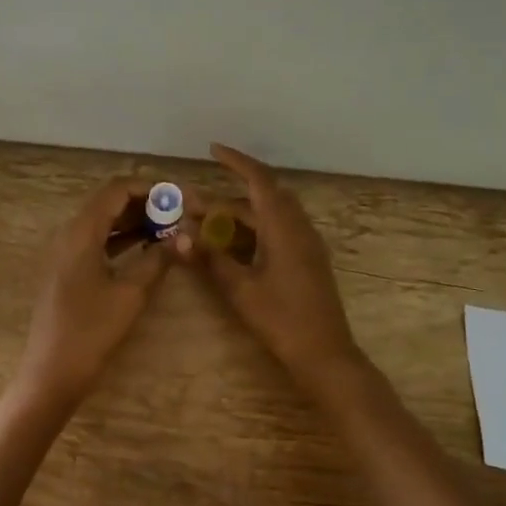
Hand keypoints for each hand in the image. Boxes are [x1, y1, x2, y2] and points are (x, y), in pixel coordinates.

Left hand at [10, 178, 174, 416]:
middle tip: (180, 215)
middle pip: (110, 202)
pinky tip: (147, 249)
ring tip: (171, 230)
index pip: (117, 190)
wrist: (51, 373)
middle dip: (147, 204)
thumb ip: (158, 259)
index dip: (152, 189)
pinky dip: (123, 239)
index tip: (182, 199)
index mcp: (81, 232)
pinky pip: (98, 241)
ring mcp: (66, 253)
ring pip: (104, 222)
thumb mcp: (131, 294)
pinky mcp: (68, 271)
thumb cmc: (91, 332)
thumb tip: (187, 237)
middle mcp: (70, 234)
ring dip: (136, 222)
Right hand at [188, 144, 362, 387]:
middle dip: (230, 193)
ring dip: (241, 213)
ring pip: (272, 215)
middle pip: (264, 196)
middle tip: (196, 201)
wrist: (325, 355)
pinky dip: (254, 228)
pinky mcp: (308, 259)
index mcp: (284, 228)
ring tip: (207, 222)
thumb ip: (210, 259)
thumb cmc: (282, 320)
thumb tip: (180, 235)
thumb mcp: (240, 289)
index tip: (212, 149)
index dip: (236, 161)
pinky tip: (233, 244)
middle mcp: (299, 228)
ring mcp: (307, 244)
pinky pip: (279, 230)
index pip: (260, 180)